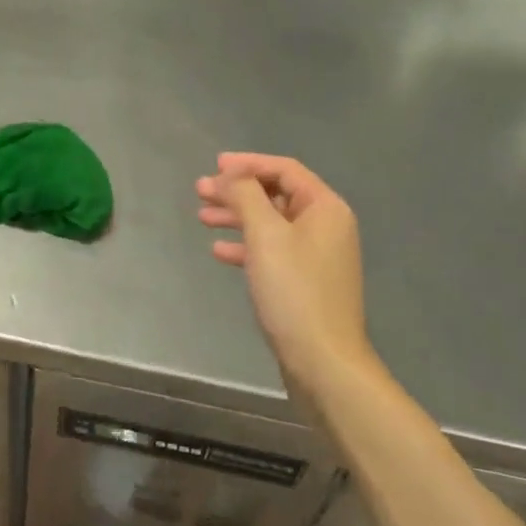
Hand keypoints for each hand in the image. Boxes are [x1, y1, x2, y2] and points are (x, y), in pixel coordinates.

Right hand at [196, 153, 375, 394]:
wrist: (323, 361)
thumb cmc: (294, 291)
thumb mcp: (266, 235)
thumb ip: (246, 196)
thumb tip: (232, 175)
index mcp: (325, 208)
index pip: (284, 170)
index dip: (248, 163)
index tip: (215, 165)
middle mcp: (325, 226)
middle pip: (275, 195)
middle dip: (237, 190)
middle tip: (200, 190)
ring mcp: (316, 256)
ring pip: (271, 224)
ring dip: (237, 216)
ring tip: (202, 217)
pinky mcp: (305, 282)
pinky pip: (272, 251)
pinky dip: (246, 246)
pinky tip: (219, 251)